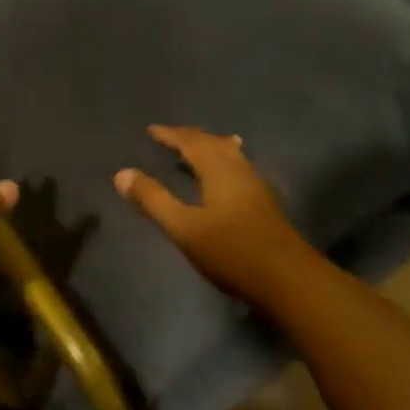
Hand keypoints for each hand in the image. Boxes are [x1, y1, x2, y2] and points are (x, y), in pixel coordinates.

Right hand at [115, 126, 310, 299]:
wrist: (287, 279)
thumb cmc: (231, 251)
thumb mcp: (184, 227)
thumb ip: (153, 200)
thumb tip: (122, 173)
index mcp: (219, 170)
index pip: (191, 142)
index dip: (171, 135)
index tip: (152, 130)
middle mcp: (239, 170)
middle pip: (213, 143)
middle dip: (190, 137)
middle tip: (169, 136)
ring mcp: (255, 185)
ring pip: (230, 154)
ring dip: (209, 146)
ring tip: (197, 147)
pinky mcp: (263, 202)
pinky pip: (237, 166)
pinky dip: (222, 160)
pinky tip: (224, 175)